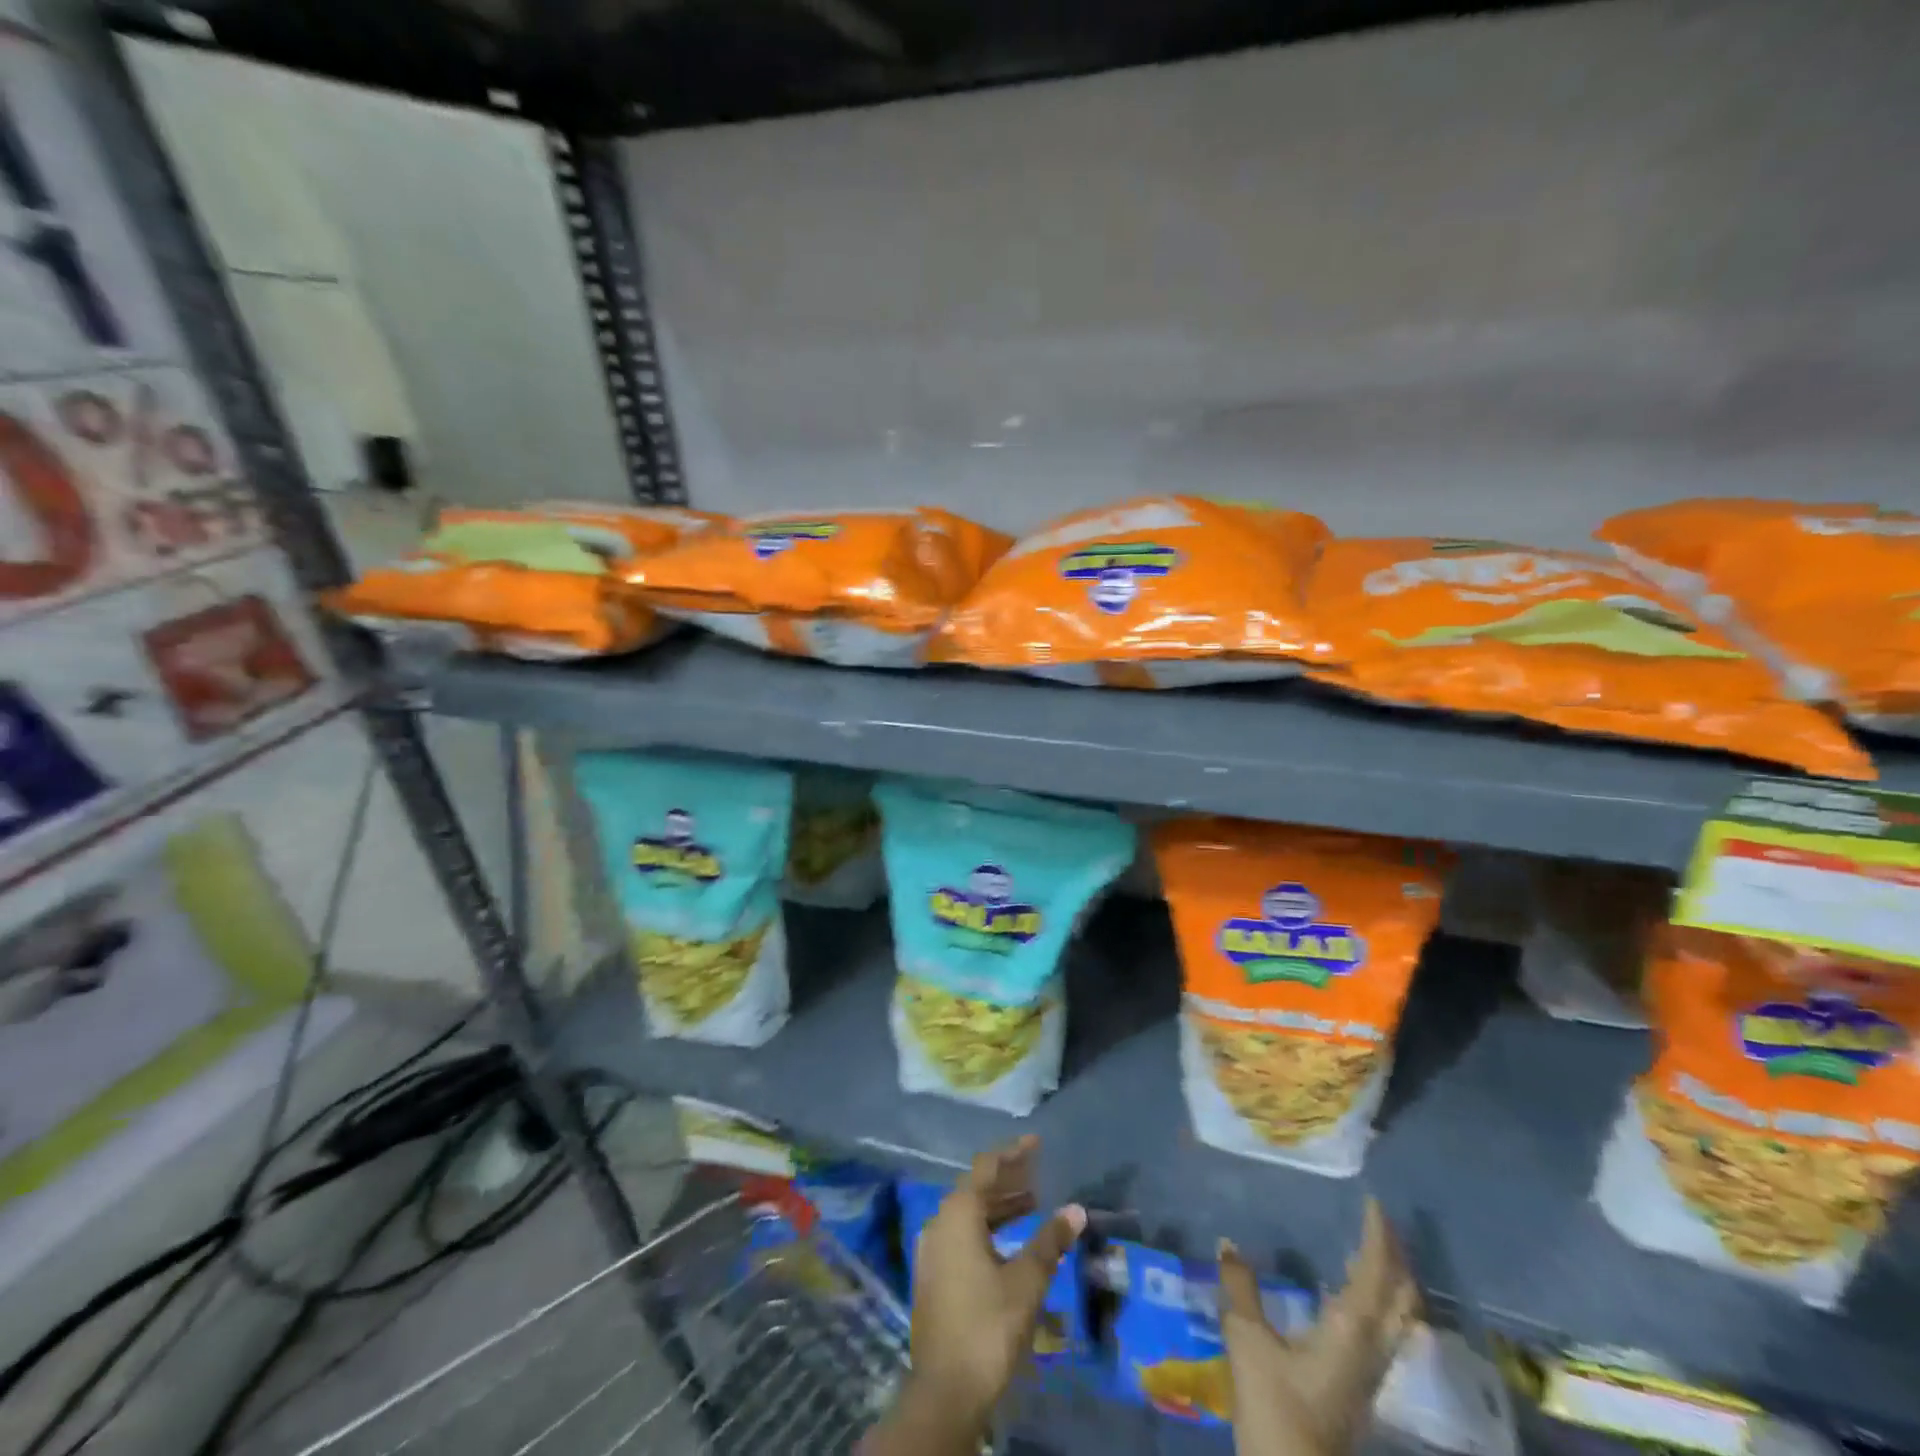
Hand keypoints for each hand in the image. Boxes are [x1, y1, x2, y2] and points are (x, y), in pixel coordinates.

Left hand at [861, 1136, 1085, 1455]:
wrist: (945, 1391)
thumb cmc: (988, 1326)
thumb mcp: (1026, 1281)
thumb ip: (1050, 1241)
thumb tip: (1076, 1210)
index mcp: (957, 1213)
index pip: (986, 1167)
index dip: (1013, 1153)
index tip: (1037, 1142)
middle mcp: (940, 1222)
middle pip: (976, 1188)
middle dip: (1009, 1178)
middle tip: (1040, 1172)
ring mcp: (933, 1250)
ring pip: (969, 1213)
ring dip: (1000, 1205)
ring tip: (1033, 1203)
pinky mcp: (935, 1275)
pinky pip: (963, 1234)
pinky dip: (988, 1227)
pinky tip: (1011, 1240)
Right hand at [1218, 1198, 1418, 1455]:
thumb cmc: (1274, 1404)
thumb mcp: (1247, 1339)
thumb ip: (1239, 1287)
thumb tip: (1227, 1242)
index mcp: (1351, 1329)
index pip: (1377, 1273)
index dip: (1379, 1237)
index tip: (1374, 1203)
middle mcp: (1372, 1348)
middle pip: (1402, 1298)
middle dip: (1395, 1259)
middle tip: (1378, 1224)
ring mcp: (1371, 1373)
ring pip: (1397, 1319)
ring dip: (1389, 1282)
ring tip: (1365, 1252)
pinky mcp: (1361, 1388)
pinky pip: (1383, 1333)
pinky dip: (1376, 1304)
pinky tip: (1347, 1297)